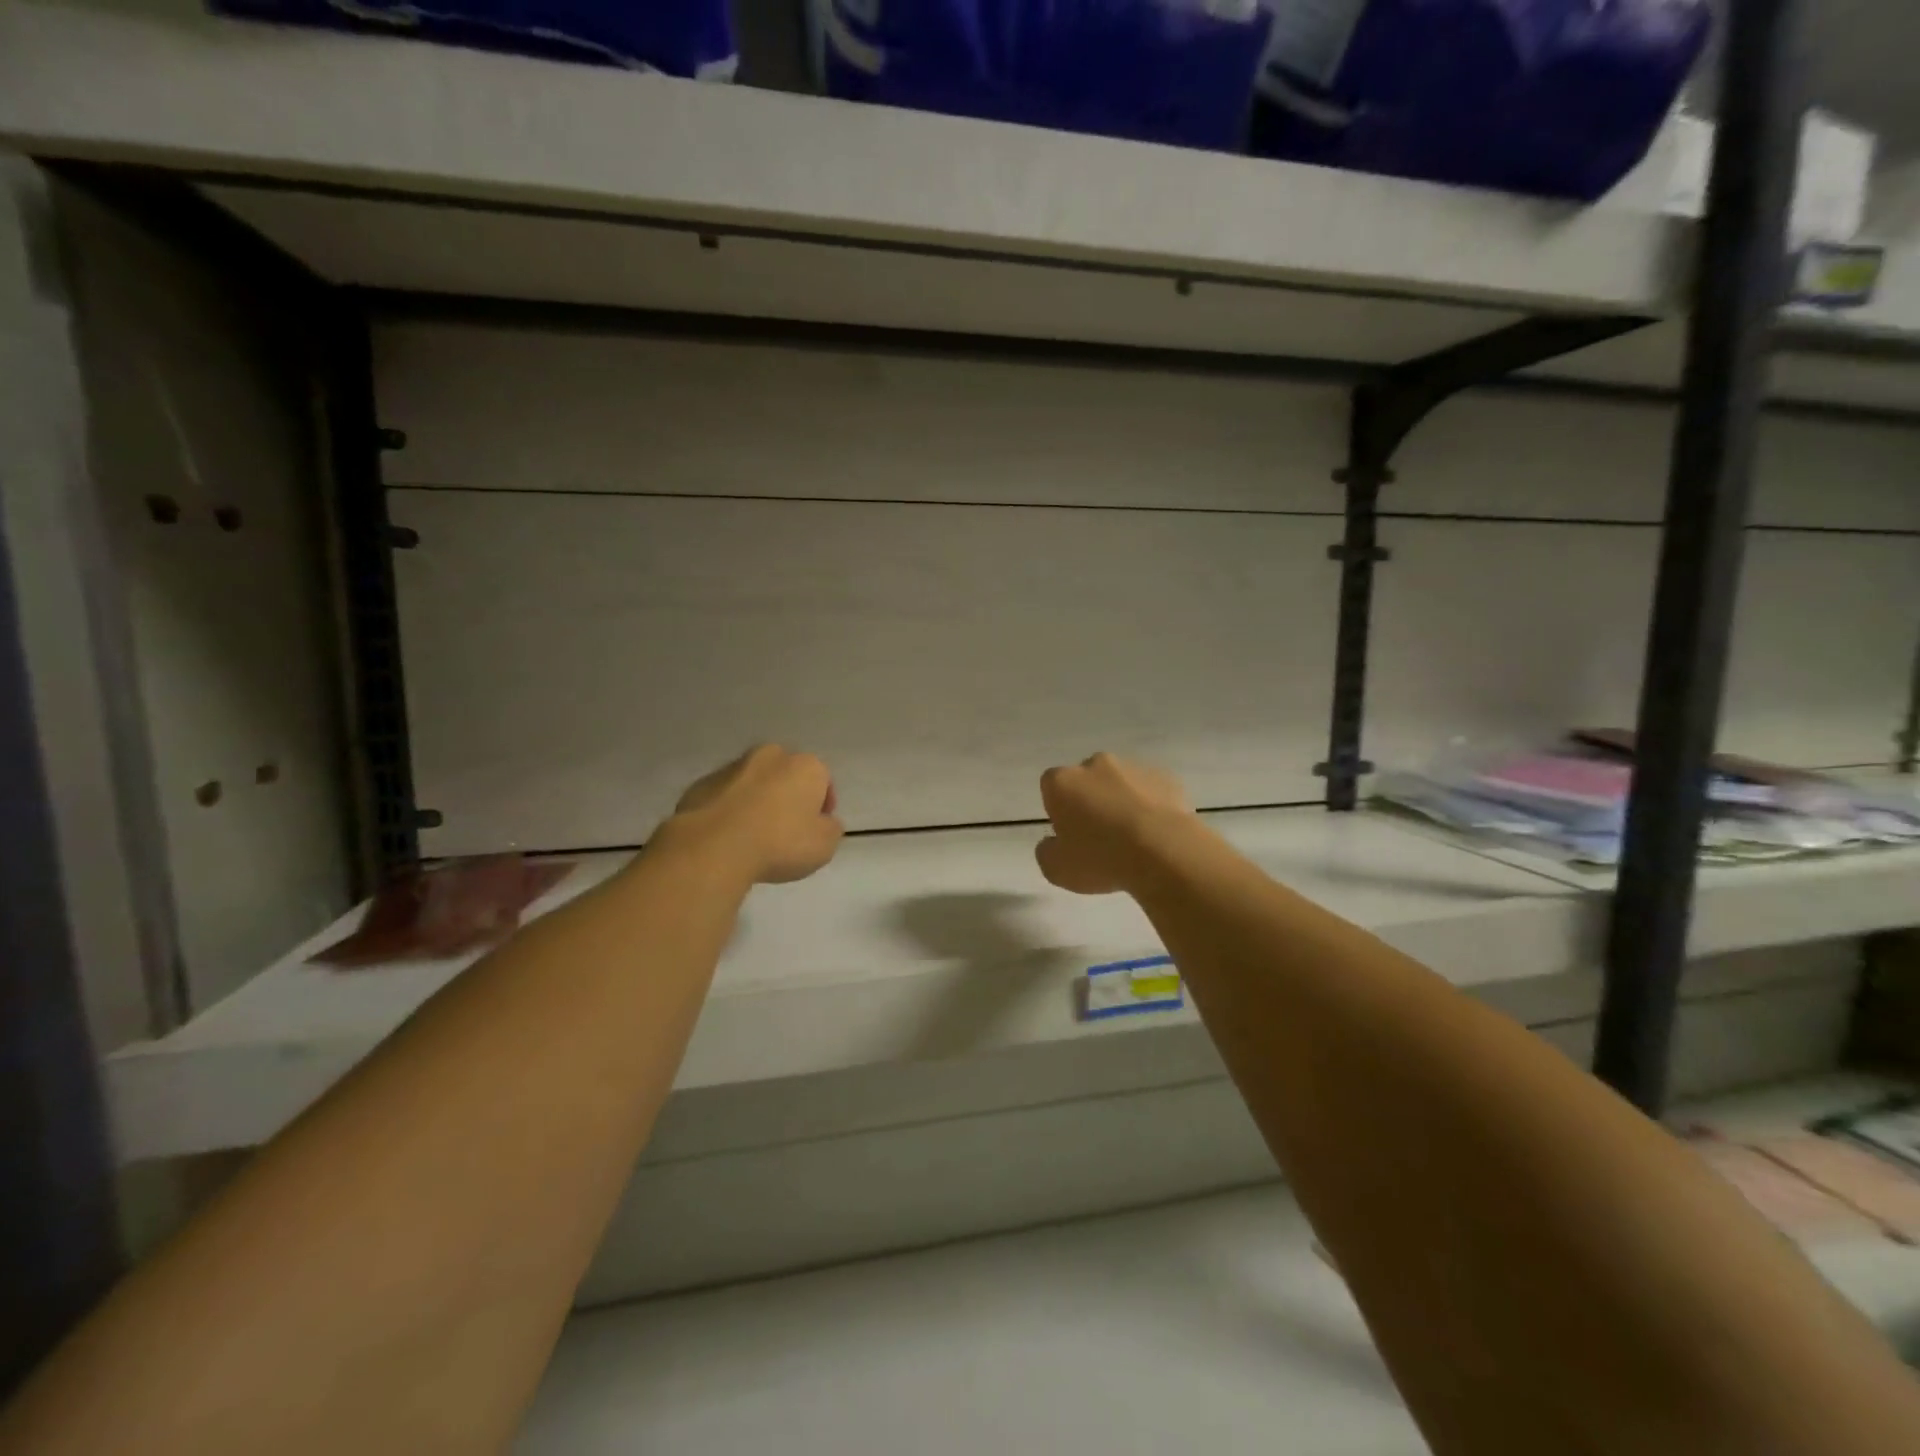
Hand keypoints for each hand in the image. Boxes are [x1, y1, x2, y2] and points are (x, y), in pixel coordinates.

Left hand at [662, 745, 843, 884]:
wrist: (713, 847)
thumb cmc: (780, 843)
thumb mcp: (825, 845)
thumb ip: (830, 828)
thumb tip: (823, 822)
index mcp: (806, 766)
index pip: (823, 780)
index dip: (822, 806)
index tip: (815, 830)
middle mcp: (771, 756)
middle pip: (786, 775)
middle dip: (788, 795)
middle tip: (785, 829)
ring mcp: (732, 767)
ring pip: (753, 782)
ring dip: (757, 801)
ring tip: (753, 836)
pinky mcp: (701, 784)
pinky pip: (724, 796)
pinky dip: (728, 810)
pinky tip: (727, 837)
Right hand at [1036, 753, 1191, 894]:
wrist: (1164, 852)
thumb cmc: (1101, 858)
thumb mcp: (1056, 869)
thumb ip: (1046, 851)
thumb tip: (1052, 843)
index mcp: (1062, 782)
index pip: (1051, 787)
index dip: (1059, 810)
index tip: (1070, 835)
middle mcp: (1095, 764)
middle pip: (1086, 781)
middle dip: (1091, 801)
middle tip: (1100, 837)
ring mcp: (1133, 767)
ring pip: (1120, 784)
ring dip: (1121, 803)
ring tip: (1134, 839)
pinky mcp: (1166, 777)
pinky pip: (1150, 791)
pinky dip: (1150, 807)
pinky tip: (1157, 834)